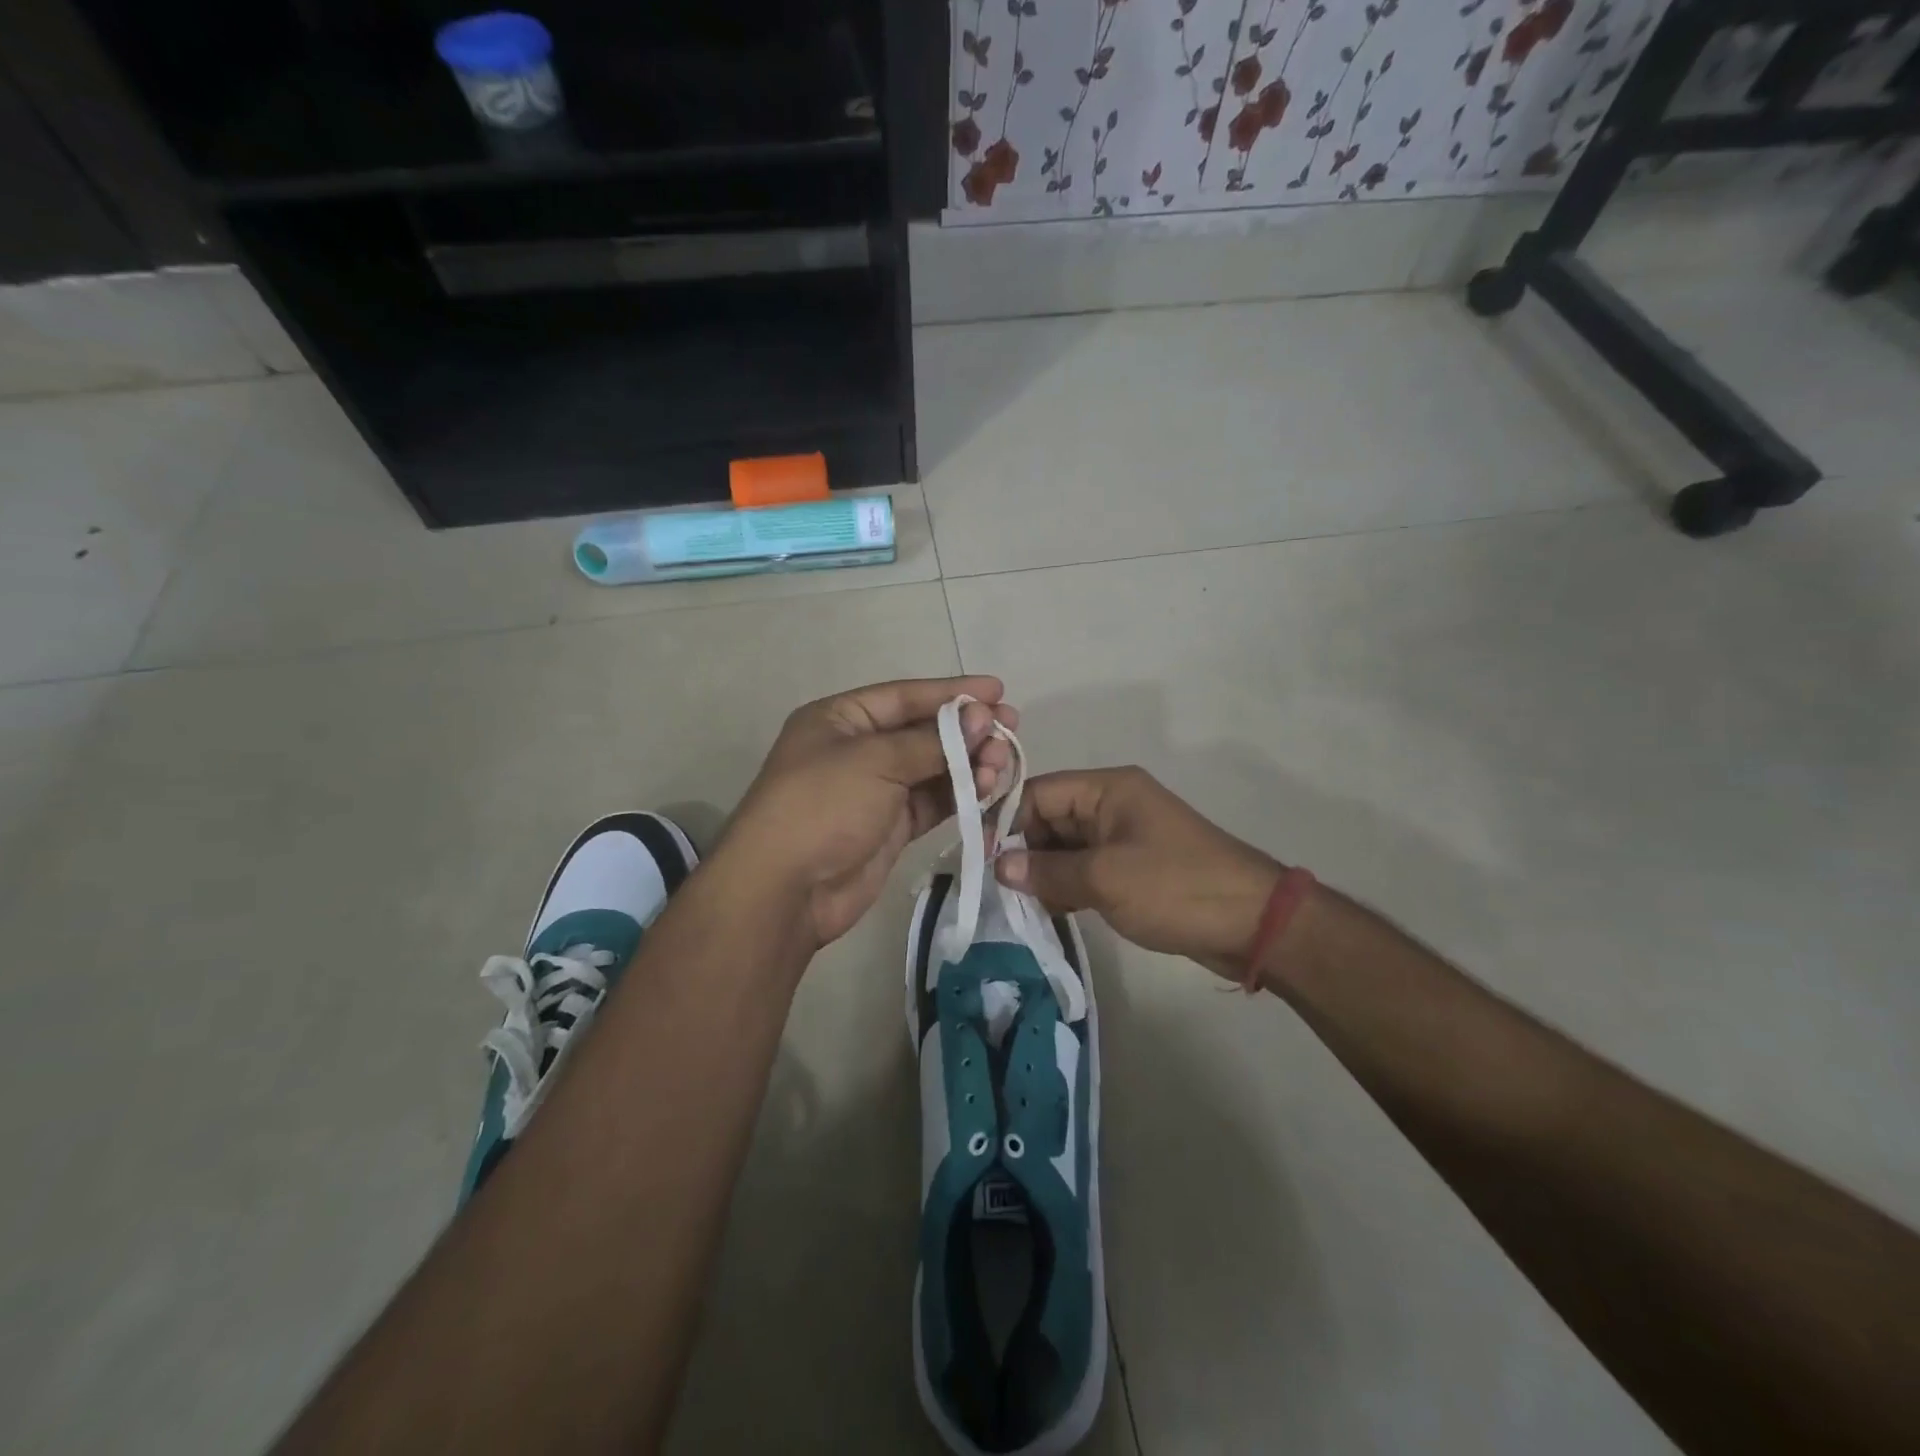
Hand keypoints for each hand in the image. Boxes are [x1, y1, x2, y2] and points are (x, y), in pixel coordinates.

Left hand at [719, 676, 1017, 949]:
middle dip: (968, 731)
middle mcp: (858, 749)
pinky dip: (961, 796)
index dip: (953, 692)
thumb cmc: (822, 806)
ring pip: (933, 768)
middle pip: (923, 731)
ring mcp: (874, 790)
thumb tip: (983, 721)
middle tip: (1011, 731)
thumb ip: (933, 741)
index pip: (905, 695)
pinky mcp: (890, 827)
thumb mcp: (876, 761)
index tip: (999, 691)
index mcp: (841, 719)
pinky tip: (990, 790)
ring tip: (1003, 765)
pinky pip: (932, 802)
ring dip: (969, 764)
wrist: (785, 890)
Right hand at [997, 767, 1282, 980]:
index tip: (982, 859)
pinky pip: (1087, 867)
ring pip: (1066, 846)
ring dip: (1043, 871)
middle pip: (1050, 817)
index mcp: (1108, 789)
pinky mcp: (1134, 867)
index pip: (1040, 792)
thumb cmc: (1175, 887)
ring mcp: (1124, 836)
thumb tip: (998, 867)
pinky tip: (1048, 910)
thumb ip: (1046, 870)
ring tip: (1017, 904)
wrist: (1252, 922)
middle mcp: (1113, 804)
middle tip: (998, 889)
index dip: (1007, 821)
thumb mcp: (1104, 878)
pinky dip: (1067, 885)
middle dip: (1023, 849)